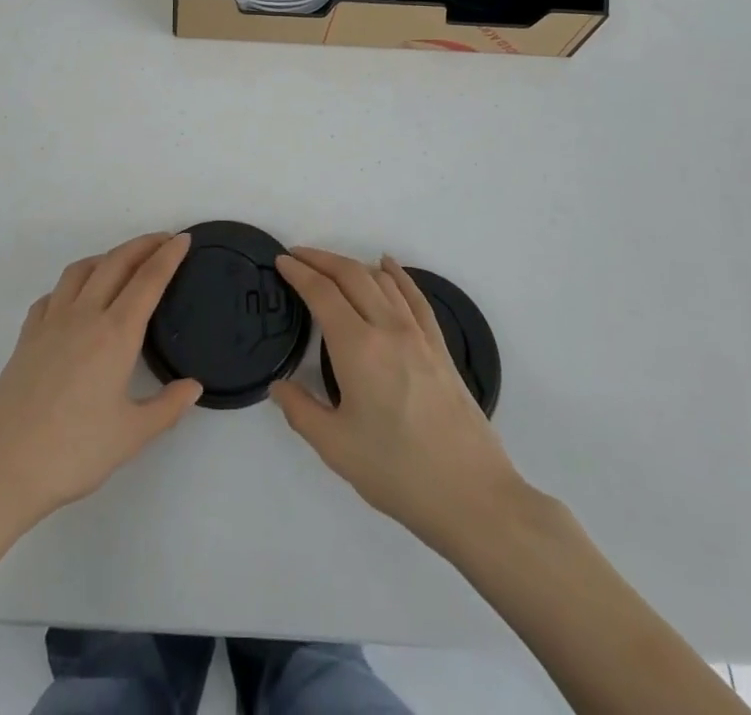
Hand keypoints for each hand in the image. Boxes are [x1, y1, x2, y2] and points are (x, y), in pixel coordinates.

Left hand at [0, 232, 201, 535]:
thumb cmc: (73, 452)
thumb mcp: (131, 436)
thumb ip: (167, 407)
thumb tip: (193, 386)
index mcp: (116, 333)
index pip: (148, 280)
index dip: (168, 255)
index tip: (184, 239)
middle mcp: (84, 316)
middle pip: (116, 263)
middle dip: (143, 245)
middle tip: (163, 240)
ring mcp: (50, 323)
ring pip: (81, 271)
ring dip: (106, 257)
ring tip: (122, 263)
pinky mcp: (26, 338)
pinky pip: (52, 295)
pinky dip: (71, 285)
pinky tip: (75, 300)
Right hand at [270, 248, 523, 552]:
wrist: (471, 494)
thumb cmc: (398, 471)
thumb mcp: (336, 448)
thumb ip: (301, 411)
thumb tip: (279, 386)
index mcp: (358, 348)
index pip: (322, 293)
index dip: (299, 272)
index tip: (281, 261)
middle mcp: (388, 328)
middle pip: (352, 275)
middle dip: (321, 259)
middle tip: (298, 257)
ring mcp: (418, 334)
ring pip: (382, 280)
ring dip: (352, 265)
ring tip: (331, 265)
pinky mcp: (440, 347)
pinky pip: (414, 296)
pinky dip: (397, 274)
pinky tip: (388, 266)